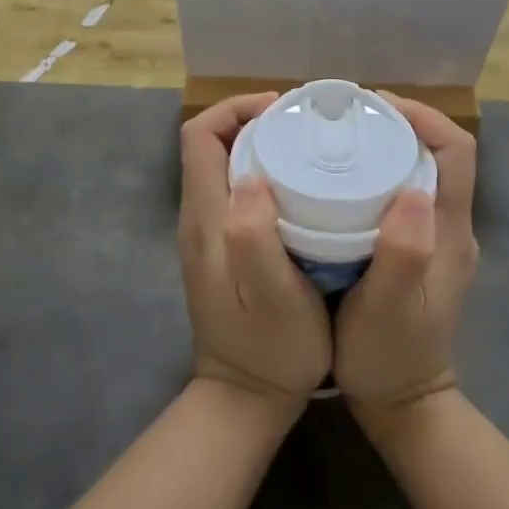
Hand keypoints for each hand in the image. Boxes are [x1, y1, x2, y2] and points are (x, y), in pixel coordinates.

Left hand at [178, 94, 330, 406]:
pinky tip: (303, 188)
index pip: (200, 136)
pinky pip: (237, 191)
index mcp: (205, 218)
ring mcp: (208, 234)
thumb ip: (254, 239)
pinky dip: (266, 173)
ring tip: (309, 147)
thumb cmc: (270, 350)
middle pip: (212, 143)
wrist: (245, 399)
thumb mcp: (270, 299)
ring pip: (225, 165)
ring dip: (261, 145)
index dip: (236, 109)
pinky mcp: (223, 249)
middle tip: (306, 124)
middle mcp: (198, 217)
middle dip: (254, 120)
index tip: (284, 110)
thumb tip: (251, 178)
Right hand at [335, 96, 477, 417]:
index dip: (423, 117)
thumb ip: (403, 254)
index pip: (456, 151)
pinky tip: (343, 181)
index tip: (376, 106)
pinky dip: (380, 173)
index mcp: (449, 232)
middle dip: (400, 123)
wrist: (403, 405)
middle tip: (348, 117)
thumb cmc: (388, 357)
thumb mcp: (388, 310)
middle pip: (439, 153)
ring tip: (342, 138)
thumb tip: (412, 192)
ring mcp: (436, 239)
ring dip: (389, 145)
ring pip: (420, 171)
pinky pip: (405, 193)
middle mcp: (450, 227)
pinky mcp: (418, 250)